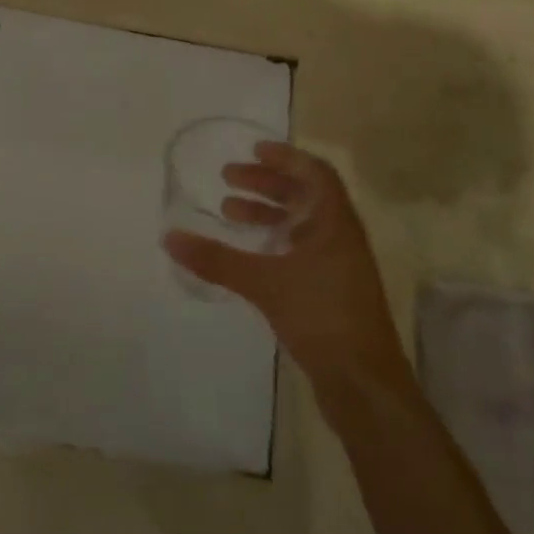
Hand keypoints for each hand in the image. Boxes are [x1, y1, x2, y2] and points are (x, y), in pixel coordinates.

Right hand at [164, 143, 408, 395]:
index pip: (315, 173)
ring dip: (267, 212)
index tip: (253, 150)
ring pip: (301, 224)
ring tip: (228, 211)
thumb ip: (216, 259)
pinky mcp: (331, 290)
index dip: (285, 158)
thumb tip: (169, 237)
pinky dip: (273, 241)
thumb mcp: (264, 283)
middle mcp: (340, 237)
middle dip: (267, 183)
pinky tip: (249, 253)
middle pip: (305, 196)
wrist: (363, 383)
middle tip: (228, 178)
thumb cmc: (321, 317)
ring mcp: (338, 265)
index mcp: (335, 223)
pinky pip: (300, 250)